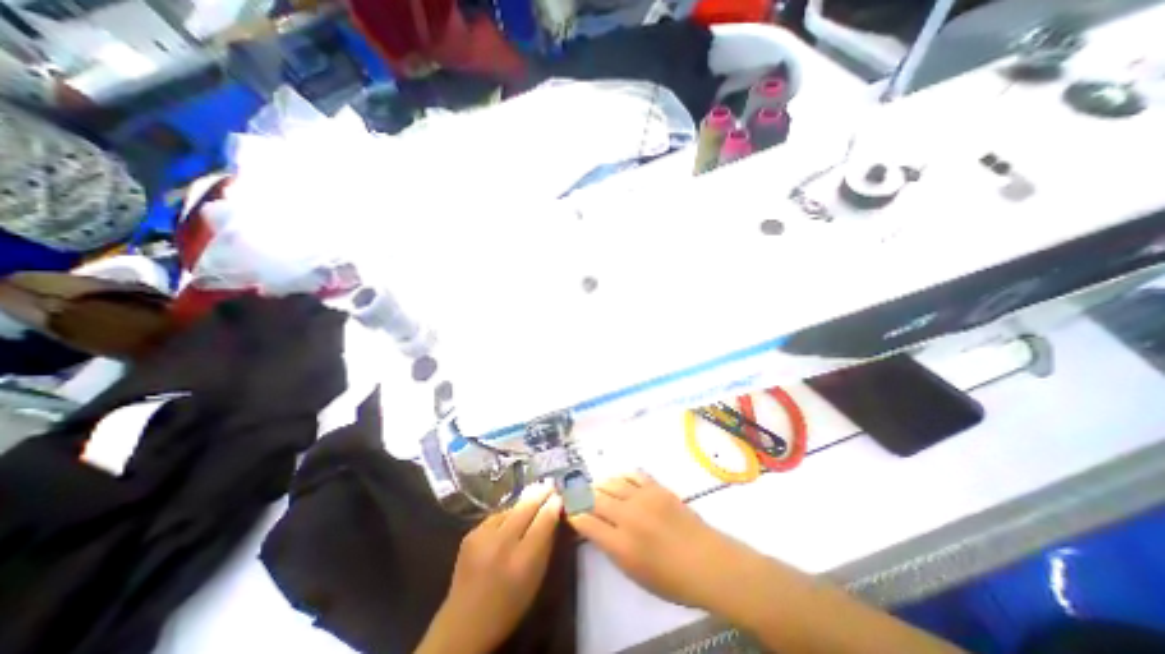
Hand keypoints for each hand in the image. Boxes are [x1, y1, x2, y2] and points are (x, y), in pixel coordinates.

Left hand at [419, 482, 563, 649]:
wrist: (463, 624)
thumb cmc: (509, 606)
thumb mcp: (535, 579)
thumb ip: (546, 544)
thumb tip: (554, 513)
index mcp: (522, 562)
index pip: (543, 521)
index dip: (553, 506)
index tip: (559, 497)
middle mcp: (501, 545)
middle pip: (526, 508)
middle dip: (540, 494)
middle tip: (550, 485)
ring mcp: (482, 537)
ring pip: (510, 508)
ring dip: (523, 503)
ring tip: (533, 498)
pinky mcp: (470, 534)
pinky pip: (496, 516)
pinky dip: (507, 515)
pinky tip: (511, 518)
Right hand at [566, 471, 767, 609]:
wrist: (707, 561)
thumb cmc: (672, 579)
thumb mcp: (635, 573)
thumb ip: (613, 548)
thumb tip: (598, 529)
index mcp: (621, 545)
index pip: (587, 523)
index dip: (574, 515)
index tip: (568, 511)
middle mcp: (627, 517)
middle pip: (595, 499)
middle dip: (582, 496)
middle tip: (576, 494)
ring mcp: (643, 499)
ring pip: (612, 483)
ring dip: (599, 484)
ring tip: (595, 486)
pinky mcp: (656, 488)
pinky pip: (632, 475)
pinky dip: (621, 476)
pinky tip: (617, 478)